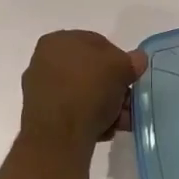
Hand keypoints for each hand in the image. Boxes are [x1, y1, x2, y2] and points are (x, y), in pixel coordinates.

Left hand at [20, 30, 146, 151]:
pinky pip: (72, 112)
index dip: (119, 59)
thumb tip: (137, 59)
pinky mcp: (42, 116)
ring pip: (83, 93)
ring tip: (121, 122)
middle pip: (90, 71)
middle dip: (113, 87)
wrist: (58, 137)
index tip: (130, 77)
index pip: (97, 43)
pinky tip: (104, 131)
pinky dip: (89, 119)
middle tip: (128, 102)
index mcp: (58, 41)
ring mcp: (41, 89)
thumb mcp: (120, 68)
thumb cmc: (88, 90)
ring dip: (105, 106)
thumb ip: (131, 61)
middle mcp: (44, 61)